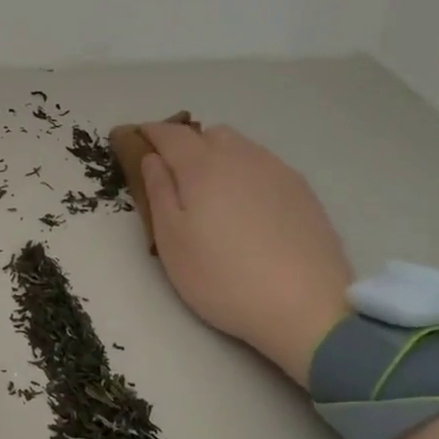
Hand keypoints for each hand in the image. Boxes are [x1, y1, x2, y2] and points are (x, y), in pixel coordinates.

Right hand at [138, 122, 353, 384]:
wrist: (305, 306)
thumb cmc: (222, 277)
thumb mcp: (172, 240)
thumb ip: (159, 192)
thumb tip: (153, 158)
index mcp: (203, 167)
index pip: (171, 134)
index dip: (149, 132)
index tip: (134, 138)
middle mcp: (242, 157)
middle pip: (210, 134)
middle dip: (187, 144)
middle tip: (174, 176)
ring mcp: (278, 172)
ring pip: (241, 148)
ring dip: (219, 157)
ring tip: (212, 194)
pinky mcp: (303, 192)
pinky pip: (265, 167)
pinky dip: (246, 174)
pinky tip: (246, 209)